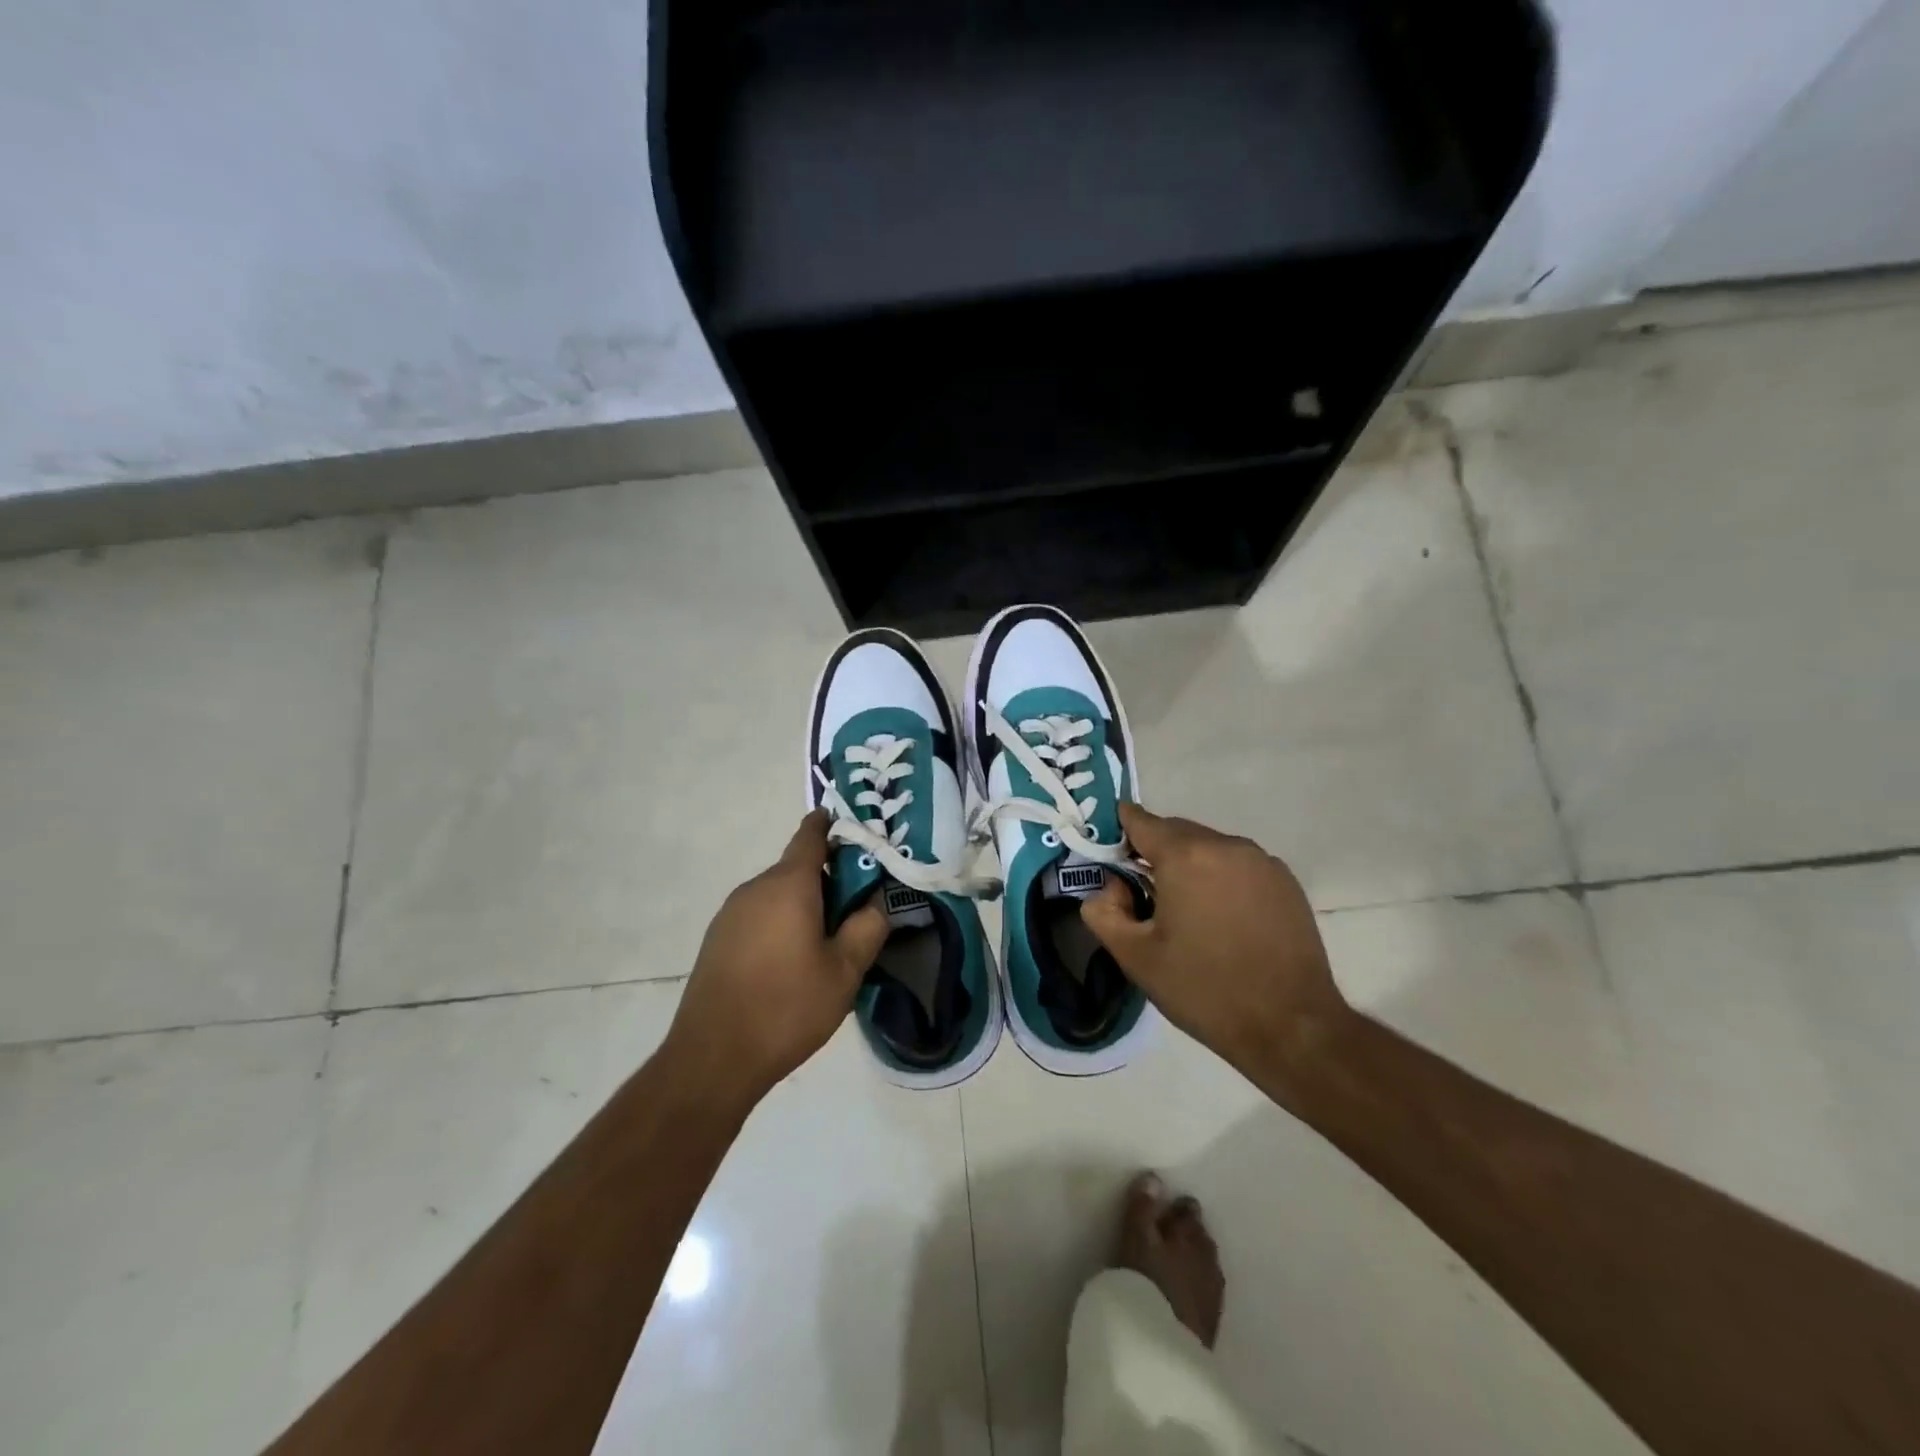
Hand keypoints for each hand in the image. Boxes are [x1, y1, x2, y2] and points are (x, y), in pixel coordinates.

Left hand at [666, 811, 889, 1109]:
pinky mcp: (717, 939)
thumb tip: (875, 902)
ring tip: (827, 943)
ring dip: (804, 905)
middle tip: (857, 909)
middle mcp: (755, 888)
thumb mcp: (845, 971)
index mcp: (788, 885)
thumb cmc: (787, 1007)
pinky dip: (781, 923)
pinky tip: (791, 963)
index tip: (853, 830)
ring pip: (778, 894)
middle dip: (828, 880)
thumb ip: (867, 927)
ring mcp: (731, 914)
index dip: (832, 826)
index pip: (811, 836)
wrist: (713, 1058)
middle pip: (797, 868)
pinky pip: (759, 916)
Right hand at [1080, 804, 1351, 1096]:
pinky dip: (1221, 878)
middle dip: (1153, 853)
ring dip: (1189, 866)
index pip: (1139, 820)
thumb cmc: (1204, 989)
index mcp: (1185, 855)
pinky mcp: (1286, 882)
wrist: (1291, 1027)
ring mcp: (1262, 861)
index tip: (1110, 860)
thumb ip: (1103, 911)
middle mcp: (1226, 845)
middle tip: (1143, 896)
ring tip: (1186, 912)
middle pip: (1175, 831)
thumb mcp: (1135, 957)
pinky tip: (1223, 920)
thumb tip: (1109, 888)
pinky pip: (1238, 865)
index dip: (1118, 834)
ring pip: (1208, 847)